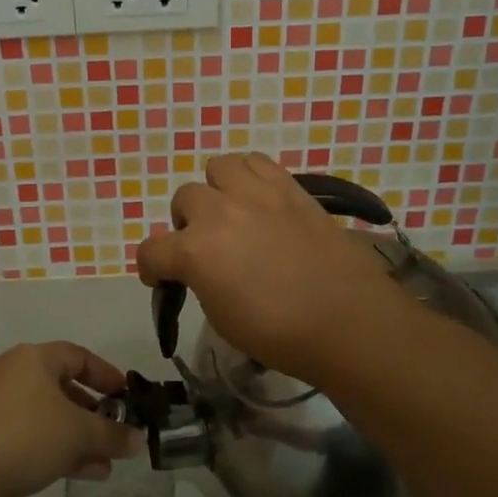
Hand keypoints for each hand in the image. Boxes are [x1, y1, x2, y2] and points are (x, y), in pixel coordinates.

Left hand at [0, 342, 141, 496]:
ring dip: (77, 436)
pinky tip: (81, 473)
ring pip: (47, 415)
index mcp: (34, 358)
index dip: (106, 375)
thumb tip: (138, 439)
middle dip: (92, 412)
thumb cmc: (27, 435)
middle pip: (62, 387)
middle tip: (114, 431)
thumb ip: (112, 434)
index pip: (78, 356)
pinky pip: (30, 434)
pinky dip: (55, 448)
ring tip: (104, 462)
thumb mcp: (79, 433)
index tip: (126, 396)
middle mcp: (13, 373)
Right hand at [134, 152, 397, 385]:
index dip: (151, 267)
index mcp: (195, 252)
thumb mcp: (222, 318)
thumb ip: (200, 281)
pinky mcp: (289, 187)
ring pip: (218, 167)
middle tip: (206, 247)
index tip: (160, 279)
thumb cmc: (280, 334)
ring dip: (217, 190)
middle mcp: (219, 212)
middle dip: (187, 224)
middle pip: (184, 199)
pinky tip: (260, 200)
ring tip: (232, 212)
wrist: (346, 321)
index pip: (152, 250)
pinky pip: (257, 162)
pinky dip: (250, 177)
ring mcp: (256, 194)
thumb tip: (202, 268)